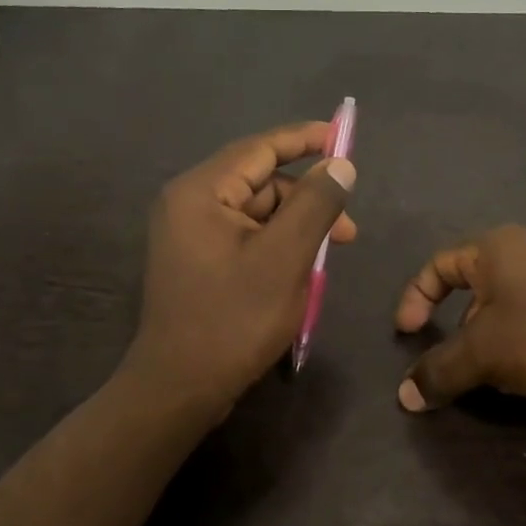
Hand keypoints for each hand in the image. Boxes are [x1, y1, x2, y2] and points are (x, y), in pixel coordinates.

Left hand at [124, 122, 356, 419]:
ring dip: (294, 228)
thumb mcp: (284, 258)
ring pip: (255, 214)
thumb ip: (314, 205)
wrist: (180, 388)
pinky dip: (276, 247)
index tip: (343, 137)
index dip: (304, 140)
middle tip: (346, 232)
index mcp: (200, 192)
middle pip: (259, 183)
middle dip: (306, 200)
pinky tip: (299, 271)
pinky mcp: (197, 262)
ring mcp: (189, 235)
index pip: (259, 149)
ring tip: (326, 259)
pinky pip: (244, 238)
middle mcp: (188, 204)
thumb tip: (340, 165)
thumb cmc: (233, 320)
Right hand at [393, 226, 525, 411]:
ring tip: (500, 377)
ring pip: (508, 307)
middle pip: (473, 288)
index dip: (414, 299)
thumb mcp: (488, 354)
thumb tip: (404, 396)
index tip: (409, 337)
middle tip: (461, 365)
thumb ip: (441, 370)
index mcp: (497, 248)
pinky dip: (525, 343)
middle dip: (459, 330)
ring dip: (492, 342)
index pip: (438, 266)